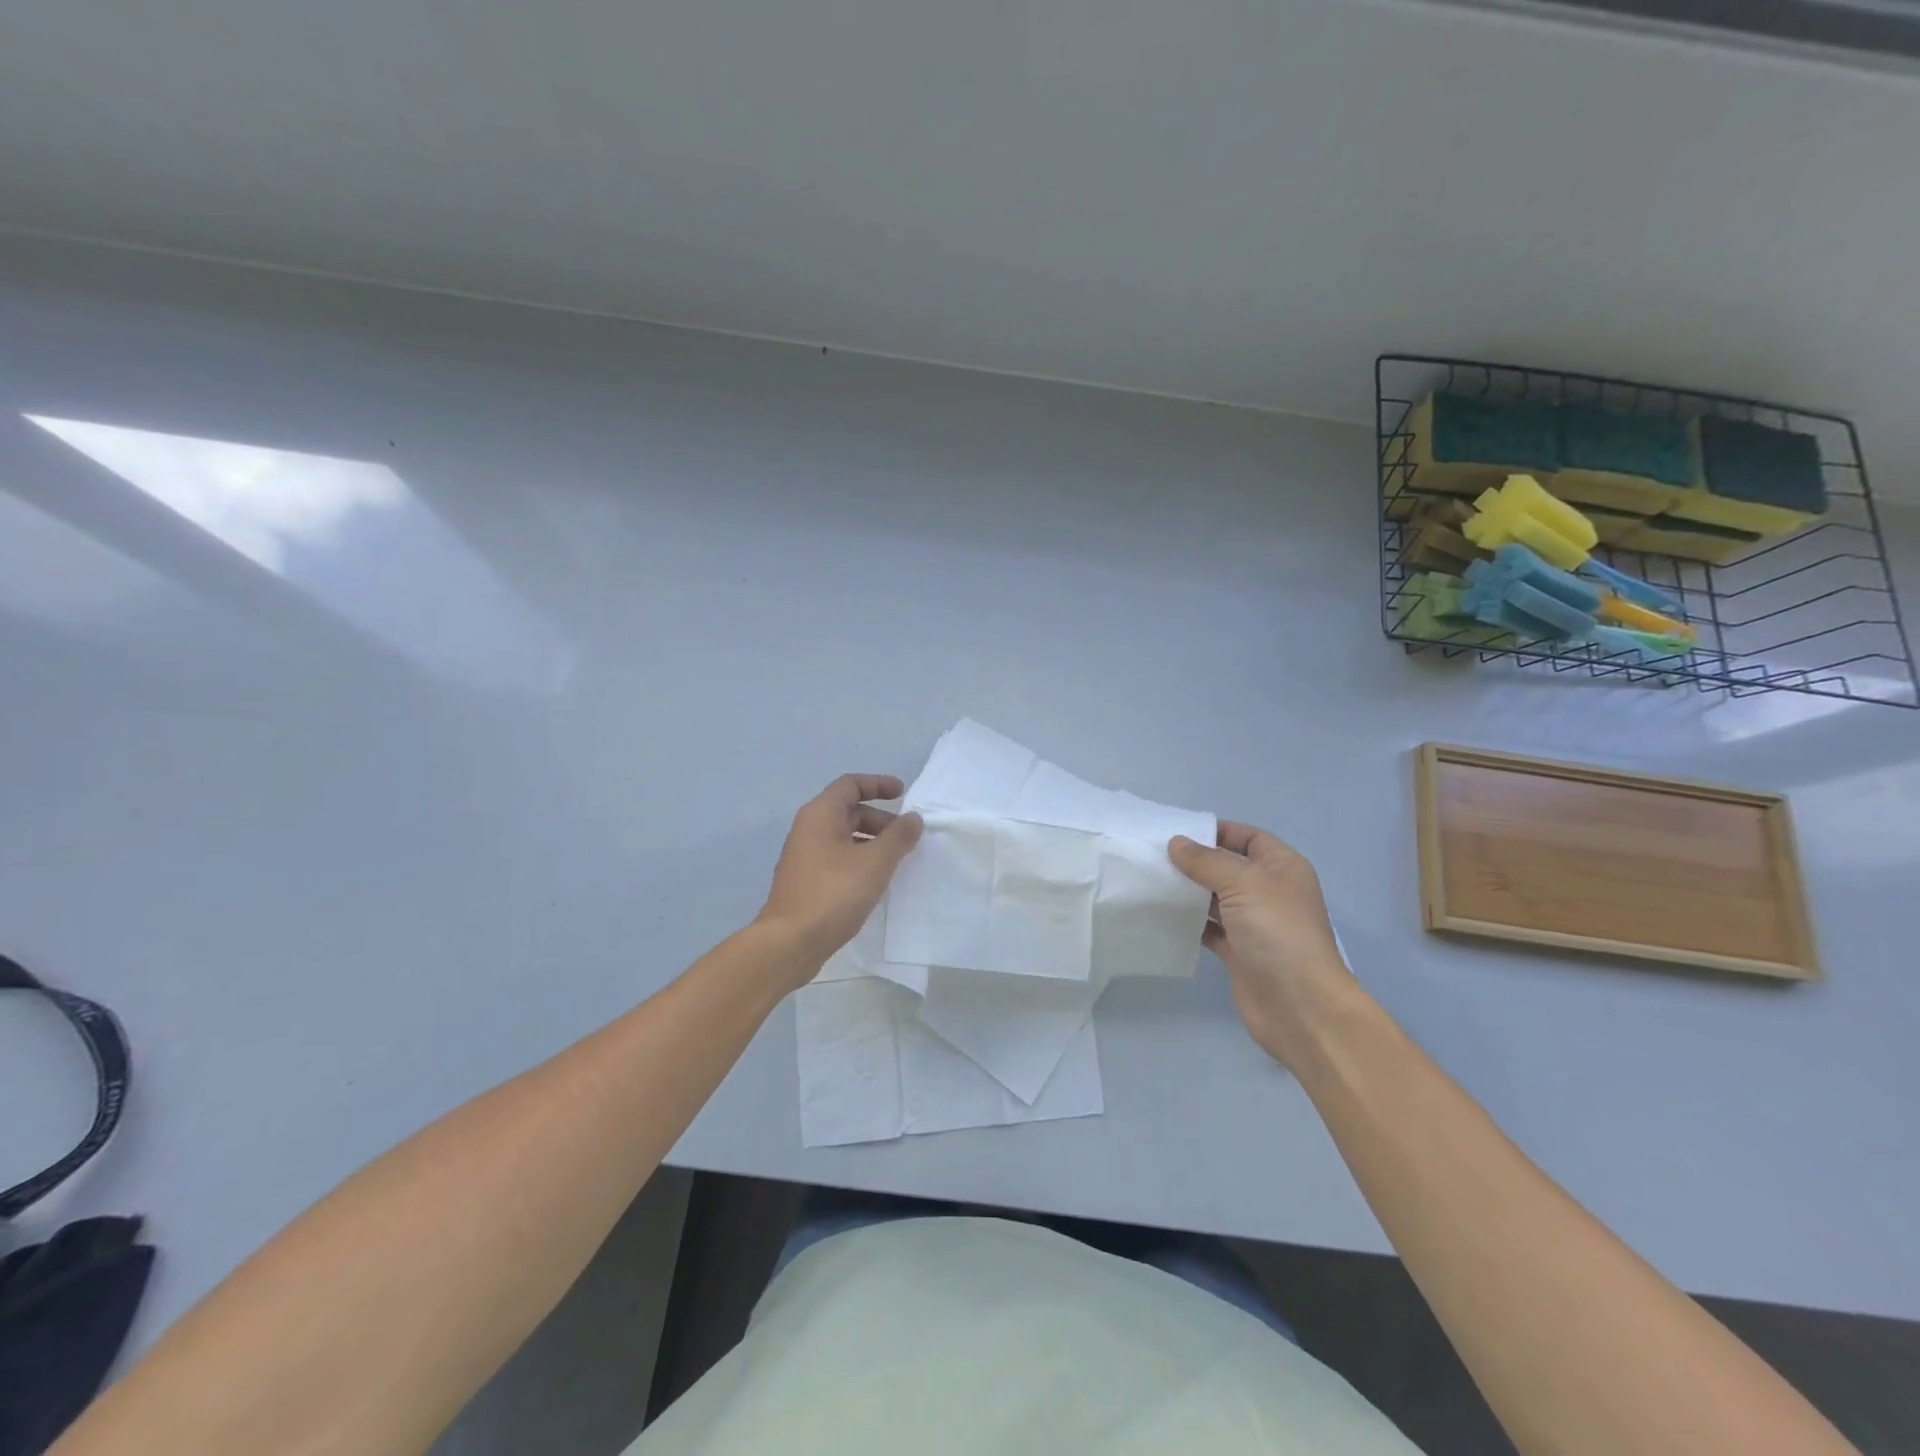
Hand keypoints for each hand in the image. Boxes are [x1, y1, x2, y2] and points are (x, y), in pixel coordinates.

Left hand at [758, 774, 922, 970]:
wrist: (789, 942)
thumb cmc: (833, 893)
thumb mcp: (874, 862)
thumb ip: (898, 837)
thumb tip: (913, 818)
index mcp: (820, 815)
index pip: (850, 784)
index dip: (878, 784)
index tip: (903, 794)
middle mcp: (808, 829)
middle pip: (848, 810)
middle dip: (880, 819)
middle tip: (906, 837)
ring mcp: (804, 856)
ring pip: (843, 836)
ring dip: (871, 841)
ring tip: (896, 860)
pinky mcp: (806, 881)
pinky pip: (837, 858)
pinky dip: (859, 860)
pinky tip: (875, 881)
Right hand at [1168, 822, 1361, 1068]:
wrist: (1300, 1006)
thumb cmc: (1278, 932)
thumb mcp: (1243, 884)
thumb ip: (1206, 861)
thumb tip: (1176, 842)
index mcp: (1282, 868)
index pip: (1248, 838)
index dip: (1217, 831)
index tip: (1177, 831)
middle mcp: (1269, 892)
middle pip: (1228, 867)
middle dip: (1195, 861)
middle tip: (1153, 855)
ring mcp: (1254, 924)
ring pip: (1215, 898)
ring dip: (1188, 891)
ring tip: (1151, 880)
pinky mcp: (1239, 952)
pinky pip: (1209, 928)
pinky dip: (1189, 921)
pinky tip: (1162, 914)